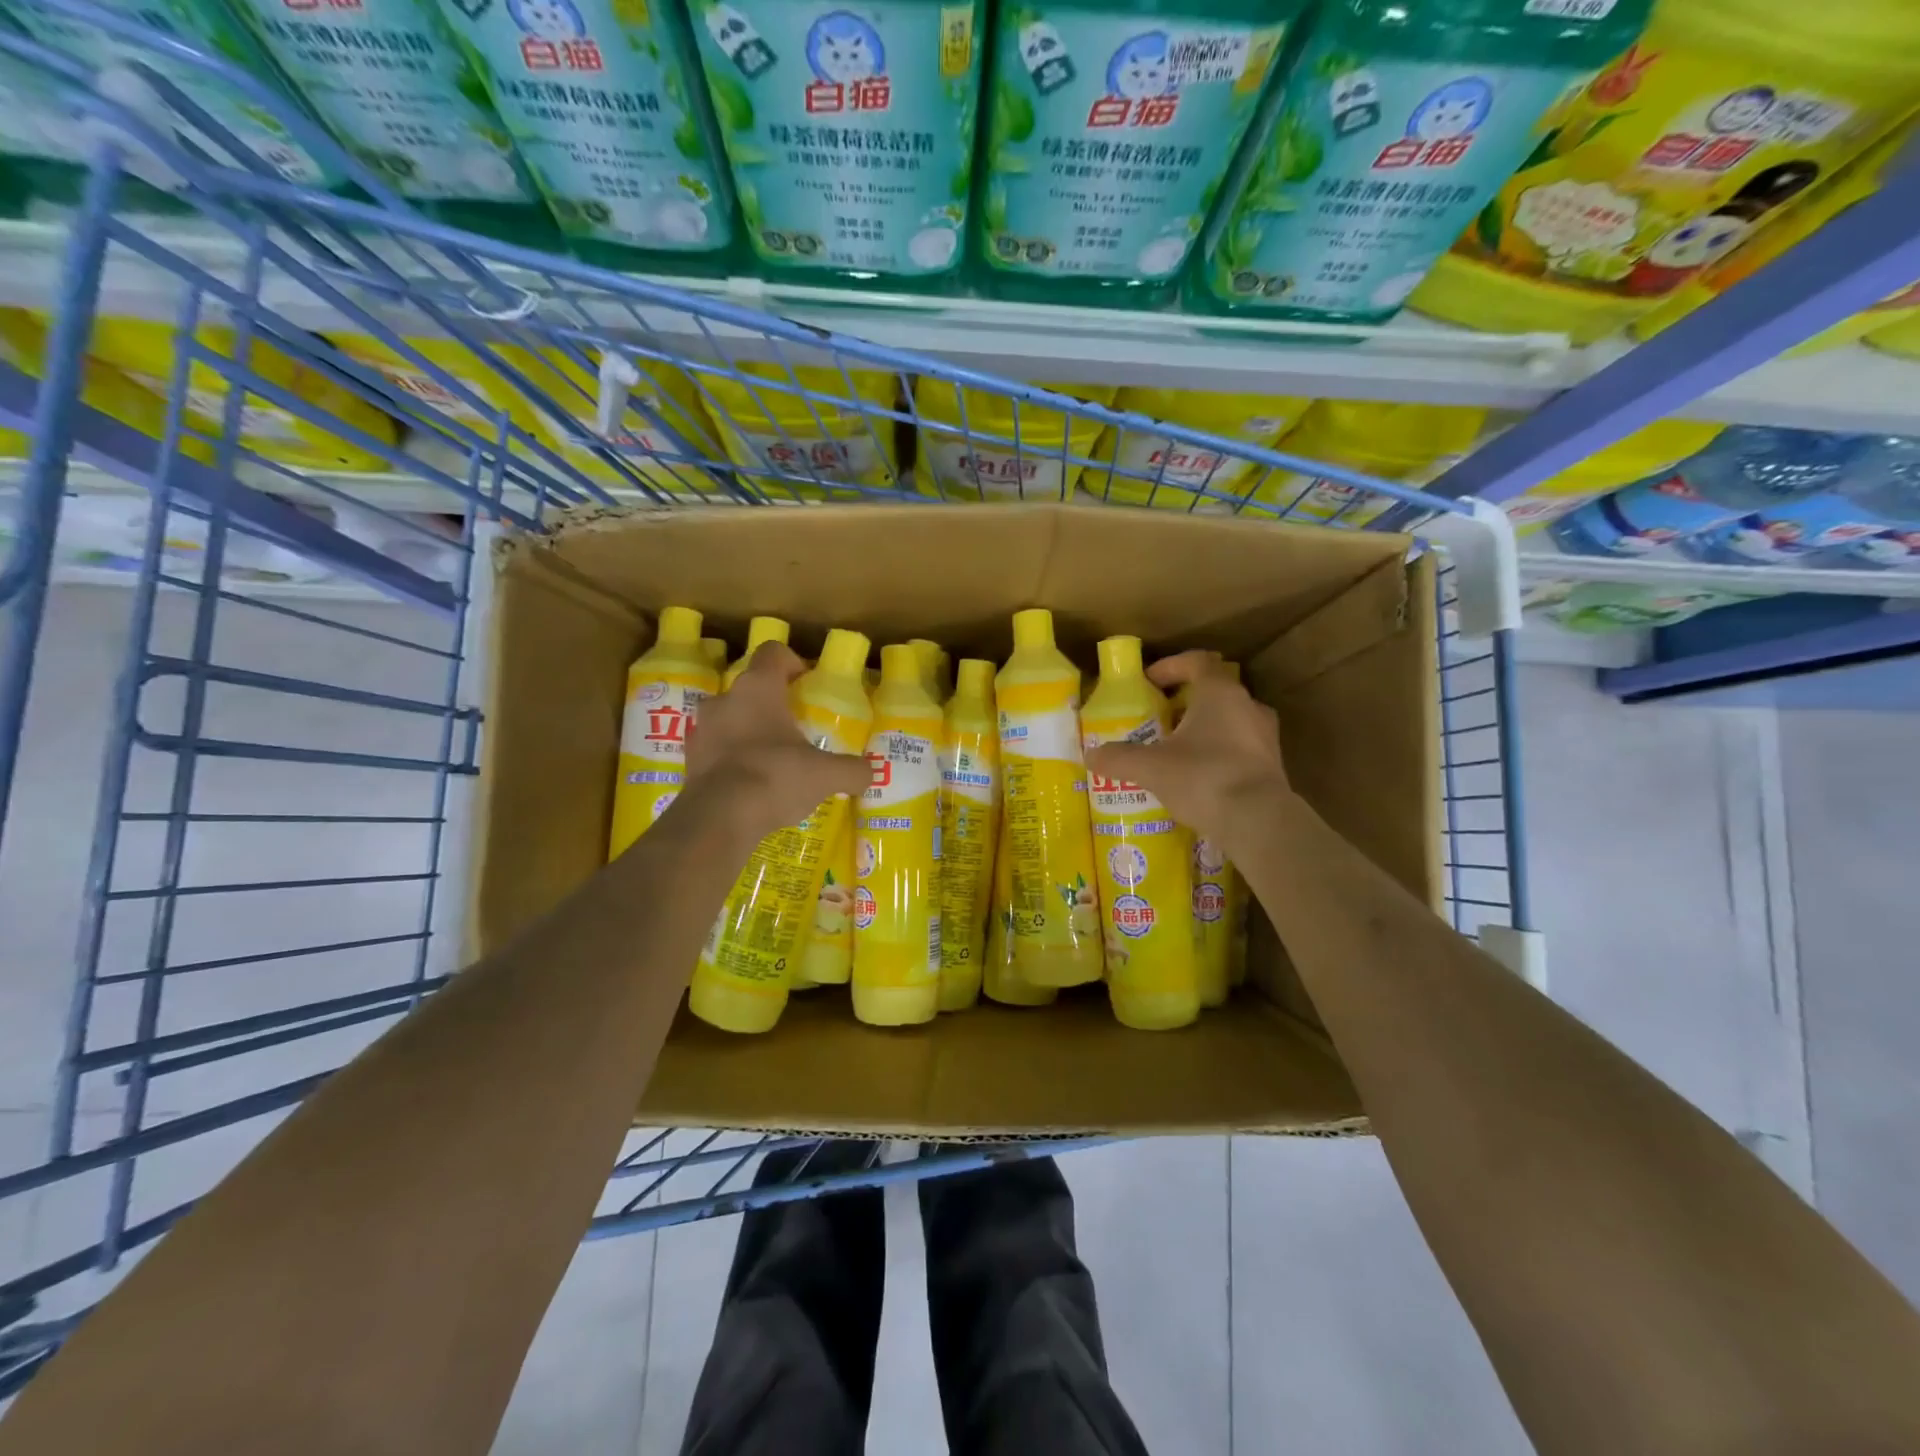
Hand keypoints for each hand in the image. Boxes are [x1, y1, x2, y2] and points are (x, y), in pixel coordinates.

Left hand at [680, 641, 869, 839]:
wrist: (719, 818)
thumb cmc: (775, 776)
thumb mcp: (826, 775)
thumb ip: (852, 770)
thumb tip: (868, 773)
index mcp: (758, 688)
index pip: (774, 653)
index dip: (793, 663)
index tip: (807, 684)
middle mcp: (725, 699)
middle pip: (751, 688)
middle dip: (772, 705)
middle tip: (795, 729)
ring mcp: (701, 729)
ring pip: (731, 719)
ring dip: (750, 732)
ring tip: (773, 760)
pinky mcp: (690, 760)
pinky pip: (717, 750)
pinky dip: (733, 760)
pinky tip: (753, 785)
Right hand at [1084, 650, 1291, 853]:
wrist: (1258, 822)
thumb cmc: (1203, 777)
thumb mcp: (1150, 767)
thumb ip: (1119, 758)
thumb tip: (1091, 756)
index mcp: (1220, 692)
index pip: (1197, 661)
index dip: (1170, 667)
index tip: (1149, 682)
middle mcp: (1248, 706)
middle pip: (1213, 692)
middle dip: (1184, 703)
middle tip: (1158, 721)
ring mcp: (1265, 736)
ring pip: (1229, 721)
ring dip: (1203, 730)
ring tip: (1177, 751)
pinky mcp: (1272, 766)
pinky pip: (1239, 750)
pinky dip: (1218, 755)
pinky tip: (1199, 778)